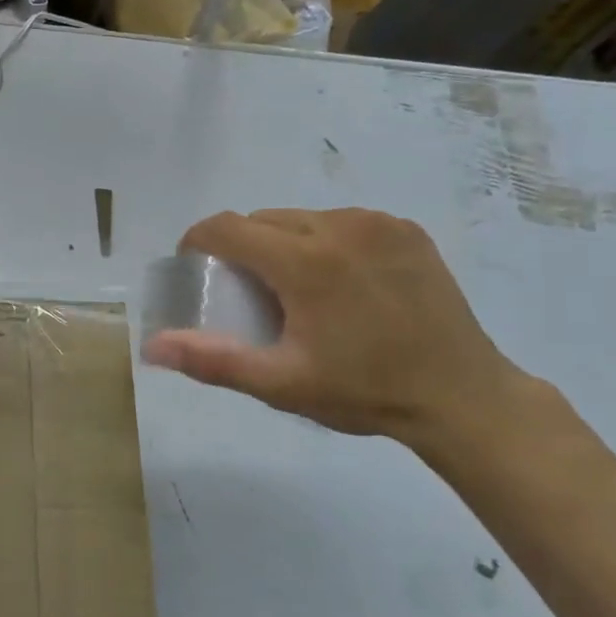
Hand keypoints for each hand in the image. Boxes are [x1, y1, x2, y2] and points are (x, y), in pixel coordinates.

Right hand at [141, 208, 531, 456]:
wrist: (463, 397)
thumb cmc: (364, 391)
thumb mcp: (281, 384)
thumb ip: (212, 359)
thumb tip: (152, 346)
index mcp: (305, 262)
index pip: (226, 227)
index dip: (198, 243)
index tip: (196, 270)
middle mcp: (339, 227)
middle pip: (262, 220)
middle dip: (242, 248)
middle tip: (249, 294)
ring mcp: (377, 223)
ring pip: (301, 219)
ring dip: (282, 244)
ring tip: (296, 289)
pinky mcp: (405, 229)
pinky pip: (342, 222)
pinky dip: (324, 242)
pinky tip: (341, 282)